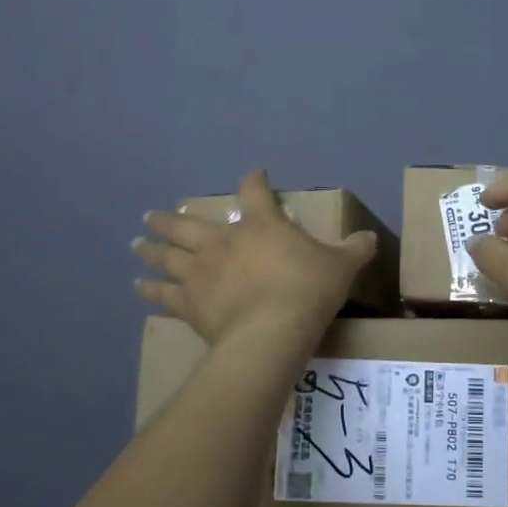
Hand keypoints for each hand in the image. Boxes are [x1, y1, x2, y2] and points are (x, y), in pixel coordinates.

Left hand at [133, 171, 375, 346]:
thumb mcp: (341, 267)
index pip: (255, 191)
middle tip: (152, 215)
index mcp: (261, 225)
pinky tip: (139, 286)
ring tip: (137, 243)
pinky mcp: (188, 301)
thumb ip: (355, 249)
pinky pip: (163, 293)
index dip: (254, 181)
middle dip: (171, 218)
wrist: (271, 331)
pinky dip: (150, 289)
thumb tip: (370, 237)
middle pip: (187, 222)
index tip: (254, 175)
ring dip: (151, 247)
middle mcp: (223, 240)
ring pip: (168, 253)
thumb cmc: (307, 291)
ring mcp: (200, 270)